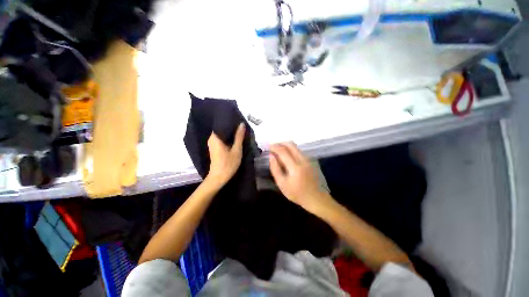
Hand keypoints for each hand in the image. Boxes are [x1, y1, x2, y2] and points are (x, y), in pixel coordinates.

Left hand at [205, 123, 244, 187]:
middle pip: (222, 129)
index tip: (239, 120)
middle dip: (232, 127)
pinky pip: (222, 139)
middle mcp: (212, 138)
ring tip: (240, 131)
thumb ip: (239, 136)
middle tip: (242, 126)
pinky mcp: (215, 148)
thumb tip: (241, 124)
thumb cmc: (228, 164)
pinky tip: (235, 138)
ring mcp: (212, 143)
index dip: (231, 122)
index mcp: (215, 137)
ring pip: (223, 134)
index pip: (222, 124)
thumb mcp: (236, 150)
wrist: (219, 178)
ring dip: (231, 133)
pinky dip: (228, 138)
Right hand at [269, 142, 332, 212]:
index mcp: (295, 166)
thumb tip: (271, 156)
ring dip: (286, 146)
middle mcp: (303, 159)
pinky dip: (292, 150)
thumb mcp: (282, 184)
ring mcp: (309, 159)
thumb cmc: (298, 194)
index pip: (283, 151)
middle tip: (273, 147)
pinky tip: (288, 156)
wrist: (317, 199)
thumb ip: (275, 169)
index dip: (274, 147)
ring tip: (279, 151)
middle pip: (290, 144)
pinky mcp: (312, 160)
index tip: (267, 147)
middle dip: (280, 143)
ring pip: (296, 147)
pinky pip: (300, 151)